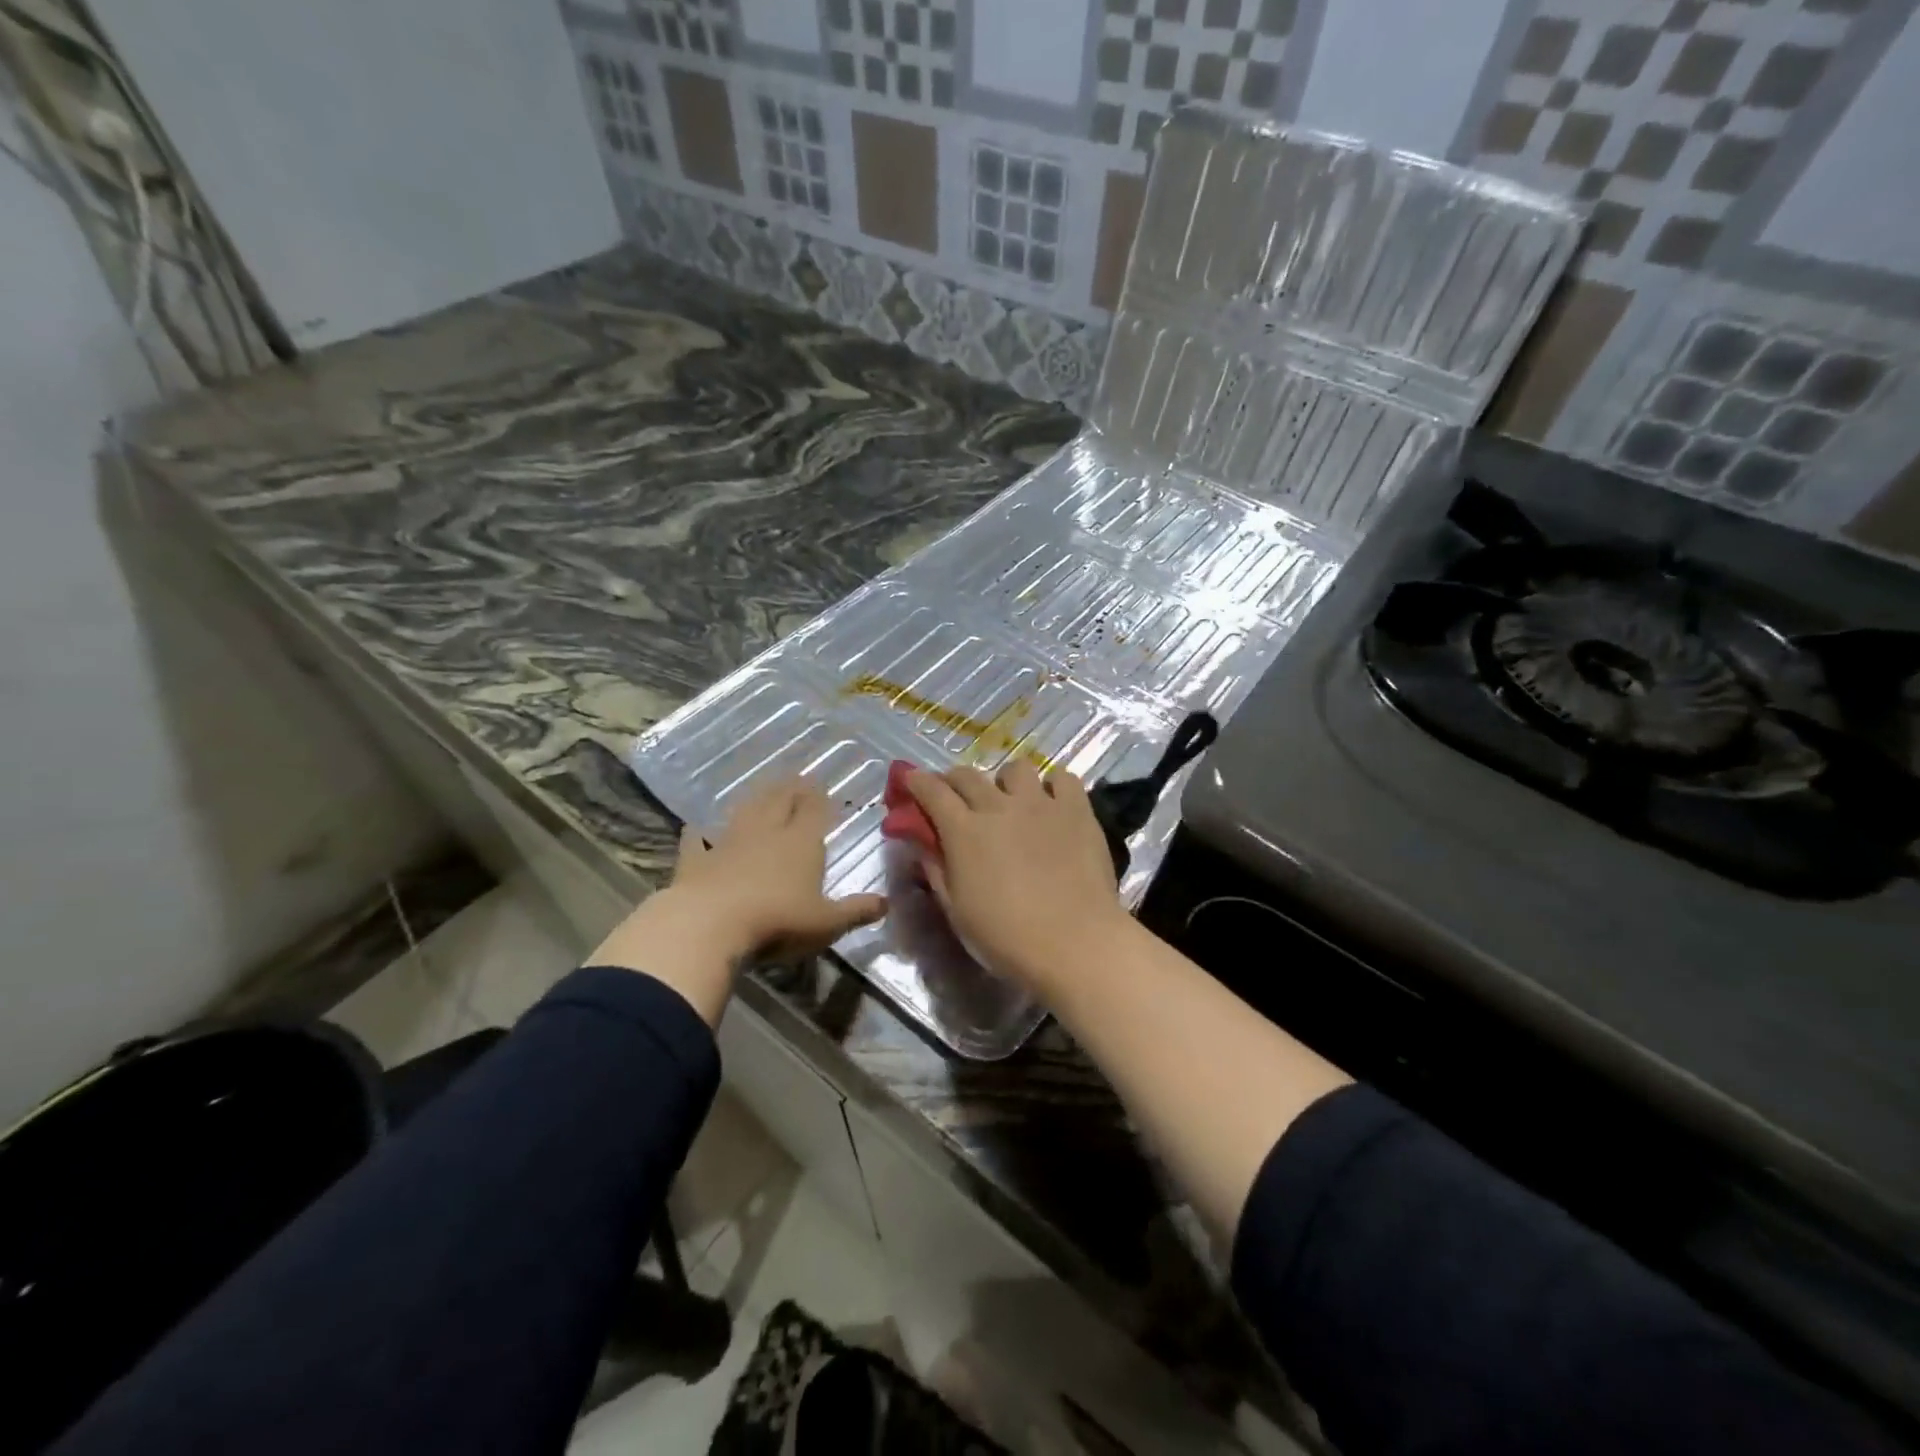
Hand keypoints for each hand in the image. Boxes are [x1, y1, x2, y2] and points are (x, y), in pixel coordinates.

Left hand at [669, 776, 886, 957]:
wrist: (709, 925)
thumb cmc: (778, 922)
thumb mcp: (826, 923)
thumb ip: (856, 911)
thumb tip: (887, 903)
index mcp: (801, 842)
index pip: (814, 810)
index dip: (819, 798)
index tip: (821, 786)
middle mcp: (766, 833)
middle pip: (780, 802)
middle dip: (791, 789)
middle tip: (796, 778)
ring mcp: (728, 843)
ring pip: (744, 812)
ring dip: (755, 800)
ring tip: (762, 791)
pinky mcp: (696, 861)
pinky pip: (698, 841)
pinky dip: (699, 833)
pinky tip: (695, 828)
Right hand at [905, 760, 1129, 995]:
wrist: (1075, 943)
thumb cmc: (1006, 938)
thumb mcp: (957, 911)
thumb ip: (936, 871)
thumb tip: (922, 845)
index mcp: (964, 831)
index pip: (932, 791)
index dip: (917, 782)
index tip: (910, 780)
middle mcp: (999, 806)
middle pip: (968, 775)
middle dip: (953, 781)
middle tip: (955, 798)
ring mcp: (1041, 803)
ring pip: (1016, 769)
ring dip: (1005, 781)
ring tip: (1011, 801)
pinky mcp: (1077, 810)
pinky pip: (1063, 779)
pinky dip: (1053, 787)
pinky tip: (1053, 805)